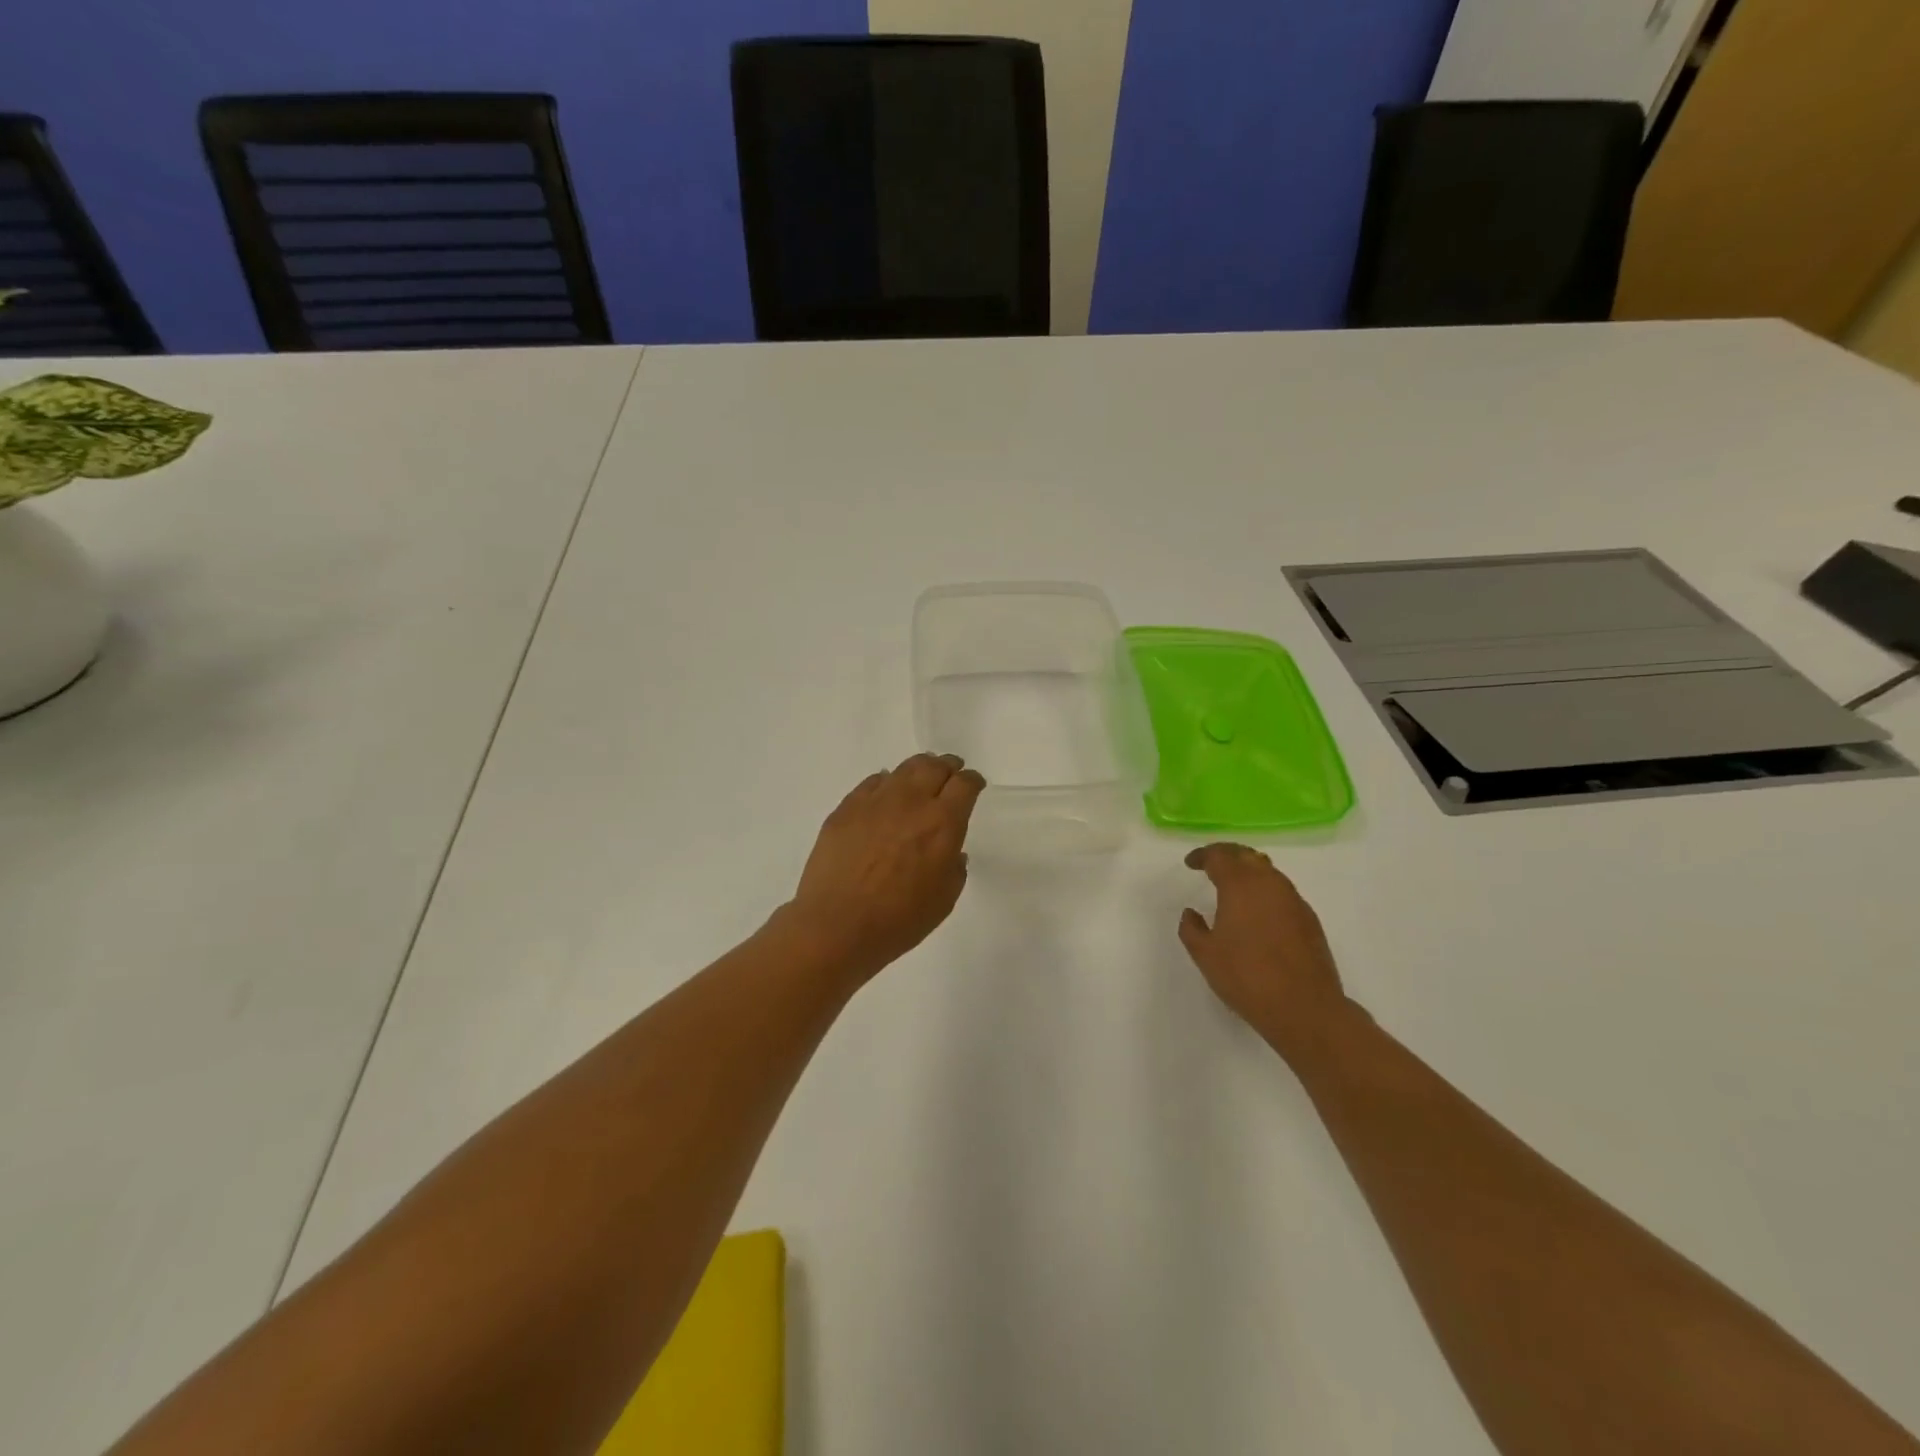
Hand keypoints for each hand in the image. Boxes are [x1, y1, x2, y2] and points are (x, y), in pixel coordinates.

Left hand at [786, 754, 985, 983]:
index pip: (965, 784)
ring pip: (904, 769)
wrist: (837, 925)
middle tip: (950, 774)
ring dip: (919, 770)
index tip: (974, 785)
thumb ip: (954, 867)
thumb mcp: (944, 899)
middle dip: (948, 767)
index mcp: (942, 823)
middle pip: (935, 767)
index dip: (973, 781)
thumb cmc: (899, 920)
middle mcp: (911, 801)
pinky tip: (886, 795)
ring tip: (920, 779)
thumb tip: (950, 851)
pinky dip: (886, 783)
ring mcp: (876, 801)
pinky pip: (873, 782)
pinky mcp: (847, 807)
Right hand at [1179, 844, 1353, 1056]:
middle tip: (1211, 864)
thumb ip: (1192, 928)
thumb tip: (1191, 913)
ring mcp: (1294, 900)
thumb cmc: (1247, 977)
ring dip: (1248, 870)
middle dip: (1226, 855)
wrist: (1305, 1008)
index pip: (1219, 856)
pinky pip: (1282, 891)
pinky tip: (1258, 912)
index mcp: (1240, 885)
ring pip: (1268, 871)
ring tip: (1233, 886)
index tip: (1191, 863)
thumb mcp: (1205, 955)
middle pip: (1246, 855)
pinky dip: (1265, 890)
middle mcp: (1270, 883)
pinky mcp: (1309, 918)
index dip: (1203, 855)